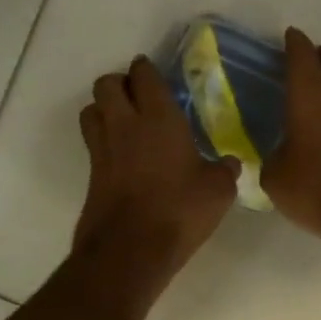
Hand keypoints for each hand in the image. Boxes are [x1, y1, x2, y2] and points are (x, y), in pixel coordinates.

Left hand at [74, 56, 239, 291]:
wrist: (130, 250)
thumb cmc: (179, 210)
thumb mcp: (218, 191)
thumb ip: (224, 170)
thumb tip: (229, 163)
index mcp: (158, 118)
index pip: (143, 76)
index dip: (146, 70)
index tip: (154, 74)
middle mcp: (125, 125)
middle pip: (106, 84)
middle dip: (120, 83)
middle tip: (139, 96)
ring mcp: (103, 149)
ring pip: (91, 110)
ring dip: (104, 109)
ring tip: (125, 121)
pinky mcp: (92, 174)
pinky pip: (92, 142)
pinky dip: (103, 139)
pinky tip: (124, 155)